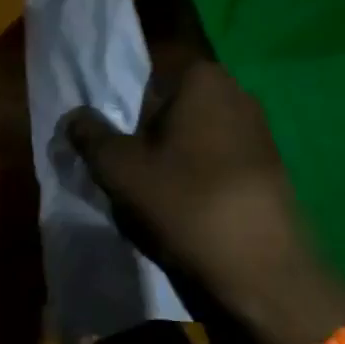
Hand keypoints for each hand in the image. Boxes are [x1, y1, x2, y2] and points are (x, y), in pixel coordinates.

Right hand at [63, 62, 344, 343]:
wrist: (261, 268)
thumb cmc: (184, 202)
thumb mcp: (119, 168)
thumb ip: (90, 135)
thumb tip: (75, 116)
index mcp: (201, 77)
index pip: (146, 75)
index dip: (121, 108)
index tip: (110, 142)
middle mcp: (235, 91)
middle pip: (170, 106)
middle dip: (145, 133)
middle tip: (126, 171)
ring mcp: (258, 129)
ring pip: (193, 135)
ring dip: (170, 158)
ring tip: (153, 196)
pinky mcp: (270, 166)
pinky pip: (217, 160)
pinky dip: (197, 176)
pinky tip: (186, 209)